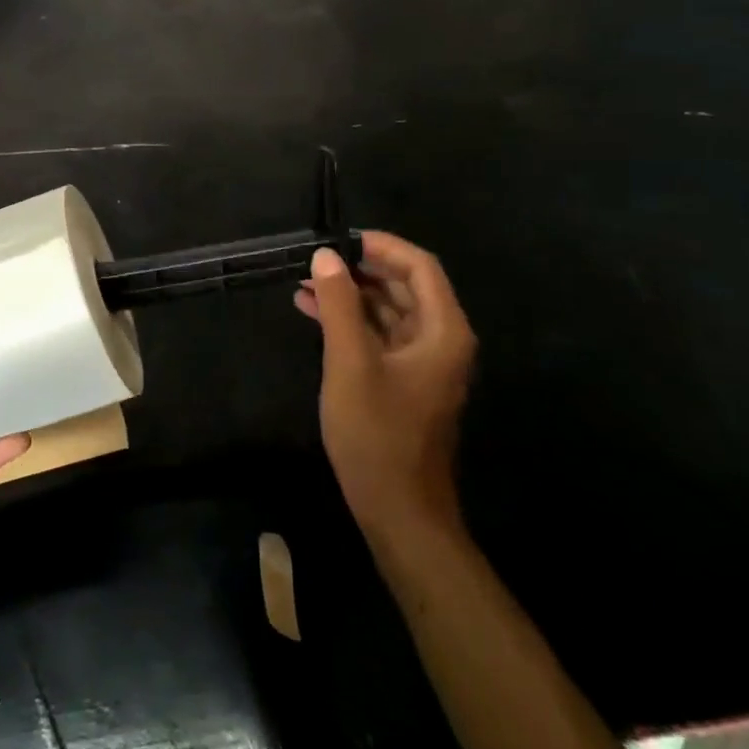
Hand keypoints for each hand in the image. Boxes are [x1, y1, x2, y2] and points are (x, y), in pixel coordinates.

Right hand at [298, 232, 476, 546]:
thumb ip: (340, 304)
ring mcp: (423, 362)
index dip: (381, 245)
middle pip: (405, 285)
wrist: (398, 510)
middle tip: (317, 259)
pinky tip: (313, 311)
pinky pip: (379, 335)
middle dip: (360, 268)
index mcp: (443, 331)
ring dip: (350, 294)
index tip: (339, 237)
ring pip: (389, 310)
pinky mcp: (404, 380)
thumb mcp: (350, 363)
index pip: (420, 267)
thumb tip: (326, 255)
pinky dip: (350, 320)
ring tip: (305, 282)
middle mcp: (440, 340)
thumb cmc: (377, 434)